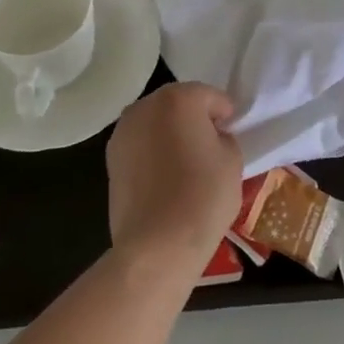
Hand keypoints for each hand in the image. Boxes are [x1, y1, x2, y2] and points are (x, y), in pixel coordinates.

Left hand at [106, 82, 242, 272]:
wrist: (157, 245)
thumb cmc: (202, 196)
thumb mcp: (233, 160)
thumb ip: (224, 137)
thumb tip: (213, 137)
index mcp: (179, 98)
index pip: (211, 97)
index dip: (225, 116)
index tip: (232, 136)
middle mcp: (145, 106)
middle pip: (179, 103)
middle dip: (195, 119)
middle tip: (210, 147)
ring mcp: (123, 131)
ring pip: (156, 123)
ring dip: (171, 134)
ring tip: (186, 164)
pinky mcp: (111, 158)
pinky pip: (141, 144)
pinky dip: (154, 152)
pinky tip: (166, 177)